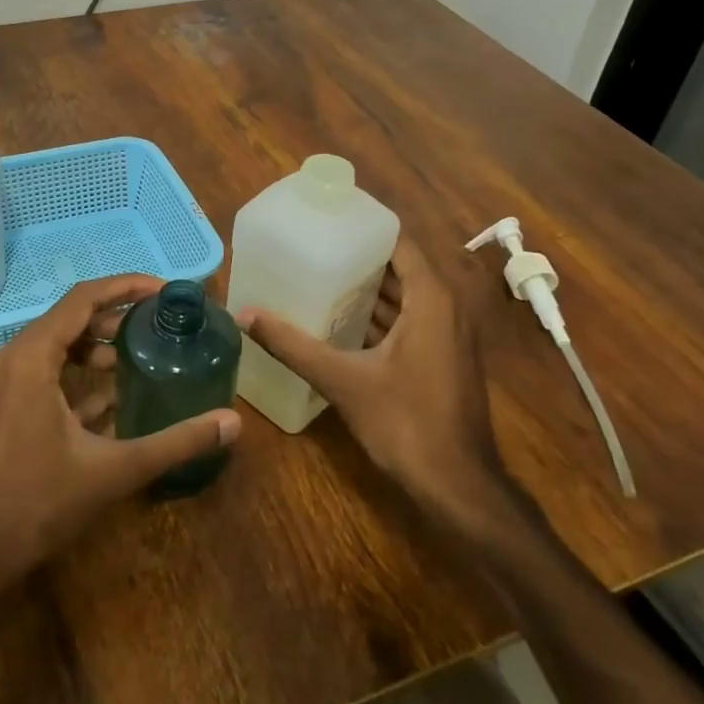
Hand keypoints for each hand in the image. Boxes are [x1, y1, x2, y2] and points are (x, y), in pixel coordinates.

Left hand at [0, 274, 241, 587]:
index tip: (164, 291)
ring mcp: (0, 383)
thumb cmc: (41, 504)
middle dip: (114, 315)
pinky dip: (75, 371)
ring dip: (94, 344)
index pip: (82, 299)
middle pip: (67, 317)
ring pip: (53, 344)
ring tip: (137, 355)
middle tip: (157, 324)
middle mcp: (10, 359)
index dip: (125, 287)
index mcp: (31, 359)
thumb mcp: (116, 470)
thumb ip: (176, 441)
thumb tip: (233, 422)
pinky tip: (111, 394)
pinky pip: (41, 370)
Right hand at [236, 237, 515, 534]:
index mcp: (432, 299)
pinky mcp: (445, 358)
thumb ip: (293, 345)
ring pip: (407, 296)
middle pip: (401, 267)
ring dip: (370, 288)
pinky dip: (381, 315)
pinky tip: (343, 321)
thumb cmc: (405, 422)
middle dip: (360, 257)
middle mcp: (447, 307)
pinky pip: (411, 320)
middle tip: (314, 247)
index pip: (399, 242)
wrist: (457, 484)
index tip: (327, 220)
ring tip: (321, 276)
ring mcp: (450, 334)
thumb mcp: (342, 380)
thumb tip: (246, 315)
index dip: (364, 227)